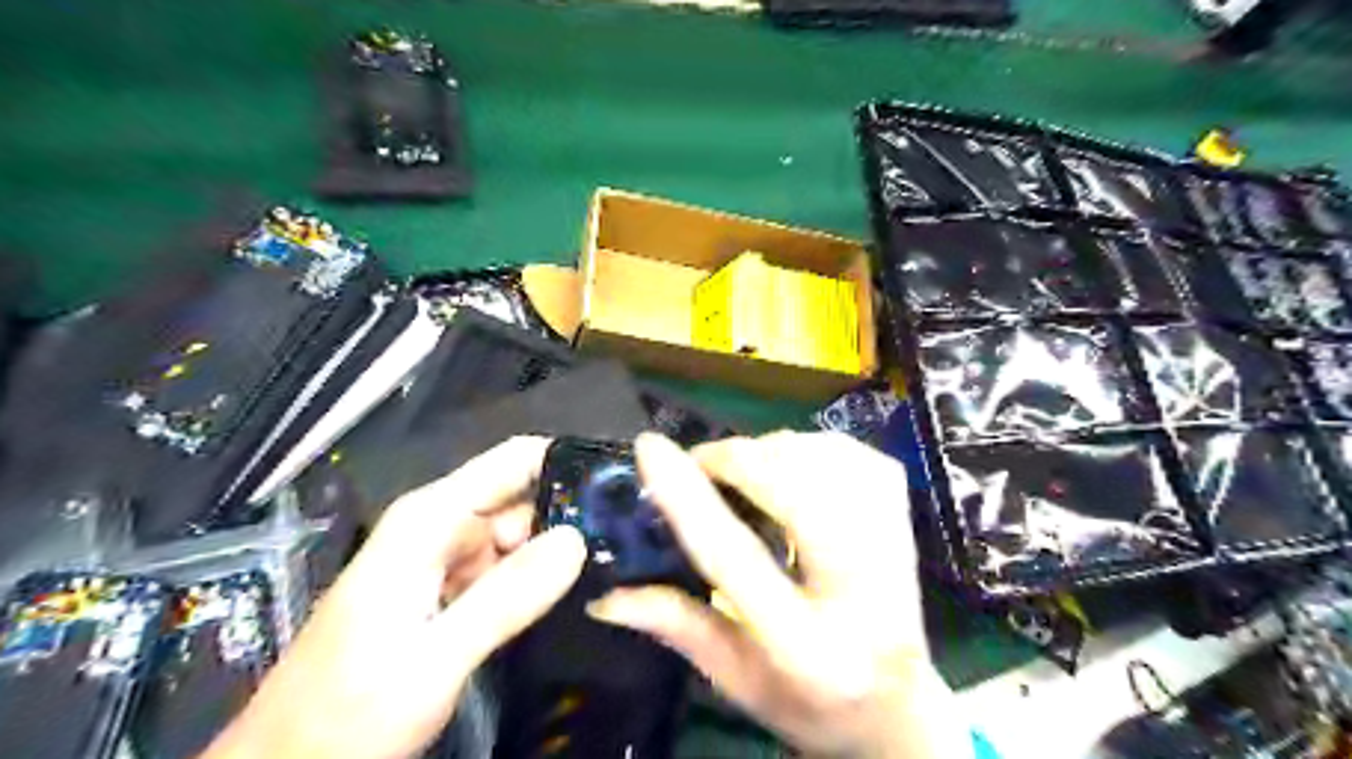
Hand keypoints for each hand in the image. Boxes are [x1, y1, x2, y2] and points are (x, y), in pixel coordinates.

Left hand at [202, 436, 586, 757]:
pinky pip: (506, 570)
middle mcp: (439, 528)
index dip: (565, 462)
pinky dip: (537, 578)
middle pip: (523, 498)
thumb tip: (577, 540)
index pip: (512, 462)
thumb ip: (507, 598)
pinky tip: (573, 592)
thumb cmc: (347, 712)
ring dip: (559, 549)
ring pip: (519, 536)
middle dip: (571, 514)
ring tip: (614, 563)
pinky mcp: (449, 592)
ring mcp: (444, 560)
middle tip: (630, 538)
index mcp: (429, 521)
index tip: (620, 481)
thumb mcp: (432, 659)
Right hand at [591, 432, 970, 757]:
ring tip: (744, 470)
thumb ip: (677, 627)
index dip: (687, 495)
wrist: (900, 707)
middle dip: (735, 460)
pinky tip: (791, 467)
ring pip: (825, 461)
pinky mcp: (904, 517)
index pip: (736, 556)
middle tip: (700, 462)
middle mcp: (861, 591)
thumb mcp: (737, 680)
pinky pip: (851, 453)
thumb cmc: (811, 703)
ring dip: (770, 450)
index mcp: (807, 648)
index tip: (648, 448)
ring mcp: (894, 549)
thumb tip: (605, 595)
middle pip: (794, 492)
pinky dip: (810, 446)